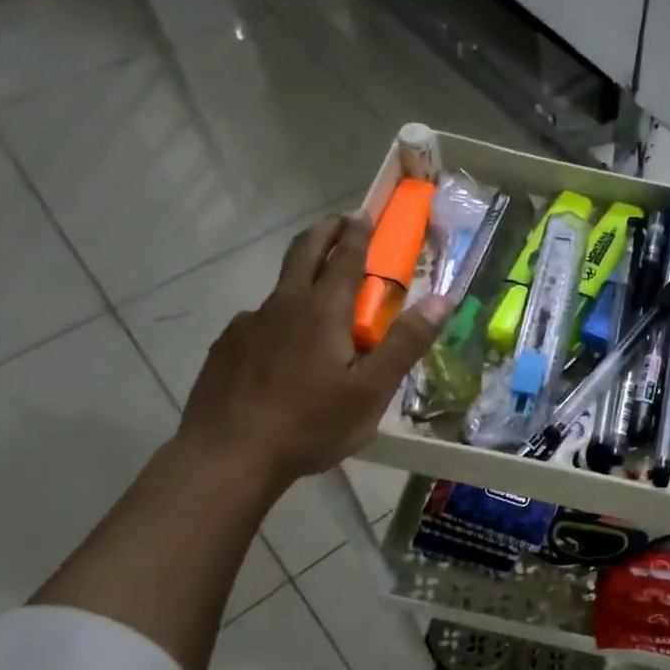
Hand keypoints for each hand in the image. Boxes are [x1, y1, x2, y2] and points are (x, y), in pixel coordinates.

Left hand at [176, 214, 446, 492]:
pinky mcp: (227, 347)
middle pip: (304, 252)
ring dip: (302, 276)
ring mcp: (249, 324)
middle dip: (325, 232)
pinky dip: (278, 318)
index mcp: (324, 311)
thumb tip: (442, 299)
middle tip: (341, 223)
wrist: (228, 456)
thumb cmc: (310, 424)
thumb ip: (406, 342)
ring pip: (280, 288)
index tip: (365, 214)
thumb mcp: (372, 390)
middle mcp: (284, 305)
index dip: (359, 233)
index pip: (346, 256)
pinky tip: (281, 349)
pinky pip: (258, 321)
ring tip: (317, 299)